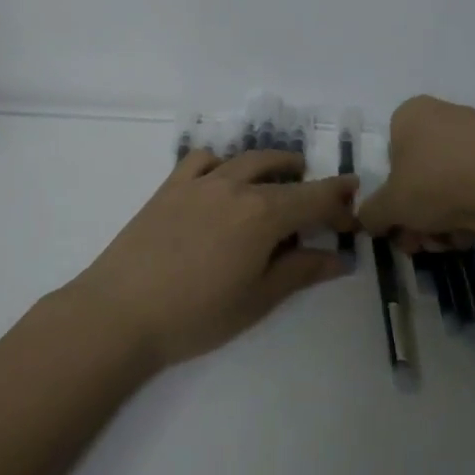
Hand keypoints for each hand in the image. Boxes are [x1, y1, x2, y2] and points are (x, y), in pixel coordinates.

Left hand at [70, 148, 359, 369]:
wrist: (120, 311)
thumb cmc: (196, 315)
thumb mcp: (257, 299)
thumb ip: (300, 271)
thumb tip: (339, 258)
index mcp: (263, 214)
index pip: (314, 198)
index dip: (339, 204)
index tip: (354, 214)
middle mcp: (235, 186)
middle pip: (284, 175)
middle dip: (311, 185)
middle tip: (324, 202)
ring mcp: (200, 182)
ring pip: (246, 159)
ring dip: (273, 164)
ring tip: (284, 176)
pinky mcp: (170, 187)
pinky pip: (202, 159)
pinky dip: (223, 162)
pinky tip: (223, 179)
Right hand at [357, 95, 474, 248]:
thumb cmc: (436, 183)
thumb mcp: (389, 206)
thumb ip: (371, 213)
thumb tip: (368, 219)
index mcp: (411, 113)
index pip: (391, 153)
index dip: (392, 192)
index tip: (400, 222)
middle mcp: (445, 113)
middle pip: (421, 172)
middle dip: (419, 213)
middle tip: (423, 242)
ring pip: (450, 181)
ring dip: (445, 217)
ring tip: (452, 241)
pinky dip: (474, 208)